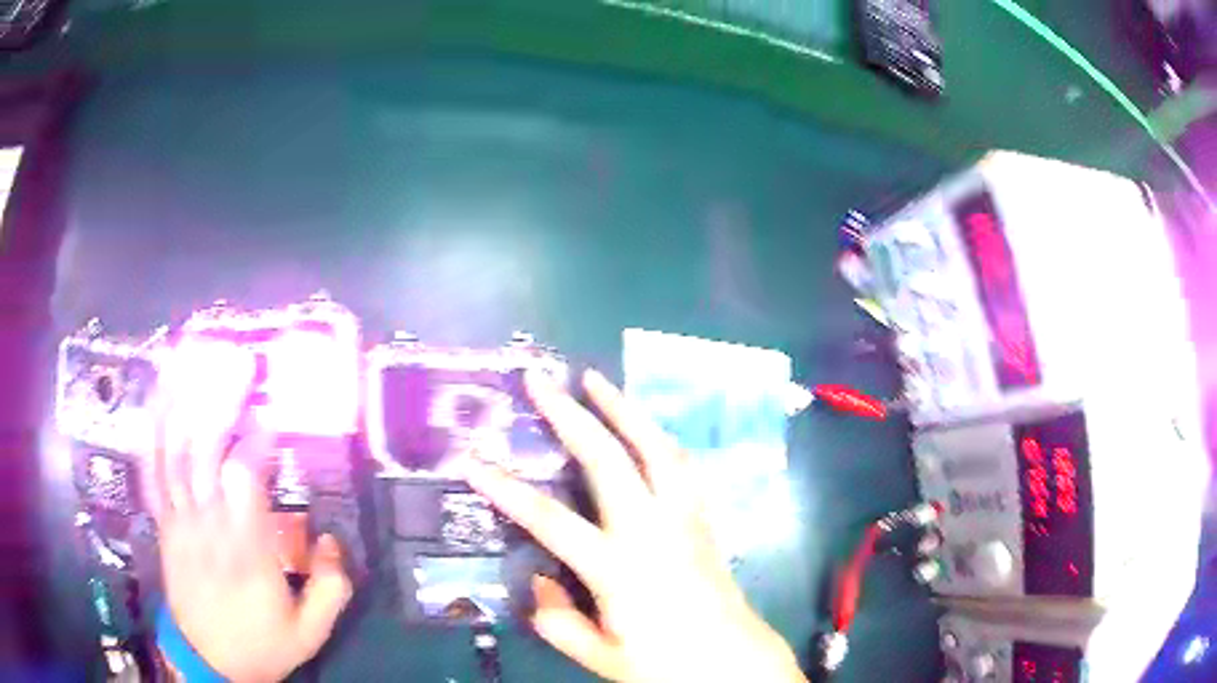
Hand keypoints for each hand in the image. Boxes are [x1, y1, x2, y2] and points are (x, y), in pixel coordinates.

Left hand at [149, 341, 351, 681]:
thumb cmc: (259, 644)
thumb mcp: (310, 632)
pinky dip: (154, 430)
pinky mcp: (164, 522)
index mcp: (246, 551)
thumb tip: (333, 539)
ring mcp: (179, 520)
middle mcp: (207, 525)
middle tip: (239, 364)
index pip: (243, 478)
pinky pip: (153, 469)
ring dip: (183, 401)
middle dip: (220, 401)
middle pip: (204, 450)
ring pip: (173, 451)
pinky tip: (159, 398)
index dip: (257, 441)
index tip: (273, 418)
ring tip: (194, 360)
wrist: (206, 660)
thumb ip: (331, 588)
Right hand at [462, 369, 805, 682]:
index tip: (473, 461)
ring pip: (654, 447)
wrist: (734, 661)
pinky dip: (658, 436)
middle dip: (568, 415)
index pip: (549, 520)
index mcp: (618, 568)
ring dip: (622, 408)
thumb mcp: (600, 657)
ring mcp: (684, 517)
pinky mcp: (704, 517)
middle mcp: (651, 530)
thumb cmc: (666, 664)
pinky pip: (681, 464)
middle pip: (606, 460)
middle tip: (540, 380)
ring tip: (595, 379)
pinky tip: (645, 425)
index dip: (506, 490)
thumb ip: (558, 621)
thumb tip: (535, 579)